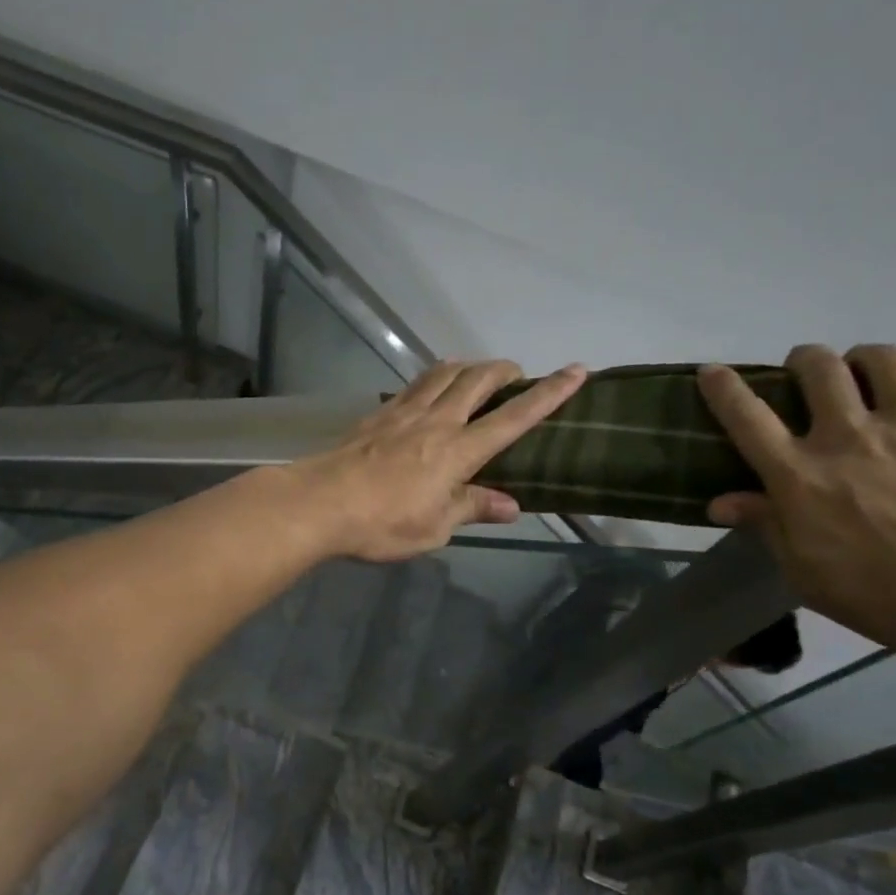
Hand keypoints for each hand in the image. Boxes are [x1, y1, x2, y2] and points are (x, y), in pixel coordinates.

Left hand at [286, 360, 587, 562]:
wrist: (319, 503)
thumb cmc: (381, 523)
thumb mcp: (434, 528)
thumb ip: (472, 508)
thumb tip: (511, 505)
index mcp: (458, 451)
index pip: (514, 417)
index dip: (549, 394)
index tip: (576, 371)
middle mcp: (436, 421)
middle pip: (478, 379)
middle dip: (504, 369)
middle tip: (517, 374)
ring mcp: (403, 412)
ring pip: (444, 373)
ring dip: (468, 366)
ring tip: (477, 375)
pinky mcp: (378, 414)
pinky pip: (414, 385)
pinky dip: (433, 379)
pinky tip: (430, 391)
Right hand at [698, 344, 895, 654]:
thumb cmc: (893, 596)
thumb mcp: (810, 574)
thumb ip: (768, 528)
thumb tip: (720, 502)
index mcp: (801, 476)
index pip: (747, 418)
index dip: (724, 389)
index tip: (712, 371)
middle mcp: (848, 434)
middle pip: (815, 368)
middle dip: (803, 362)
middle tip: (809, 373)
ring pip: (876, 356)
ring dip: (861, 359)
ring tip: (868, 373)